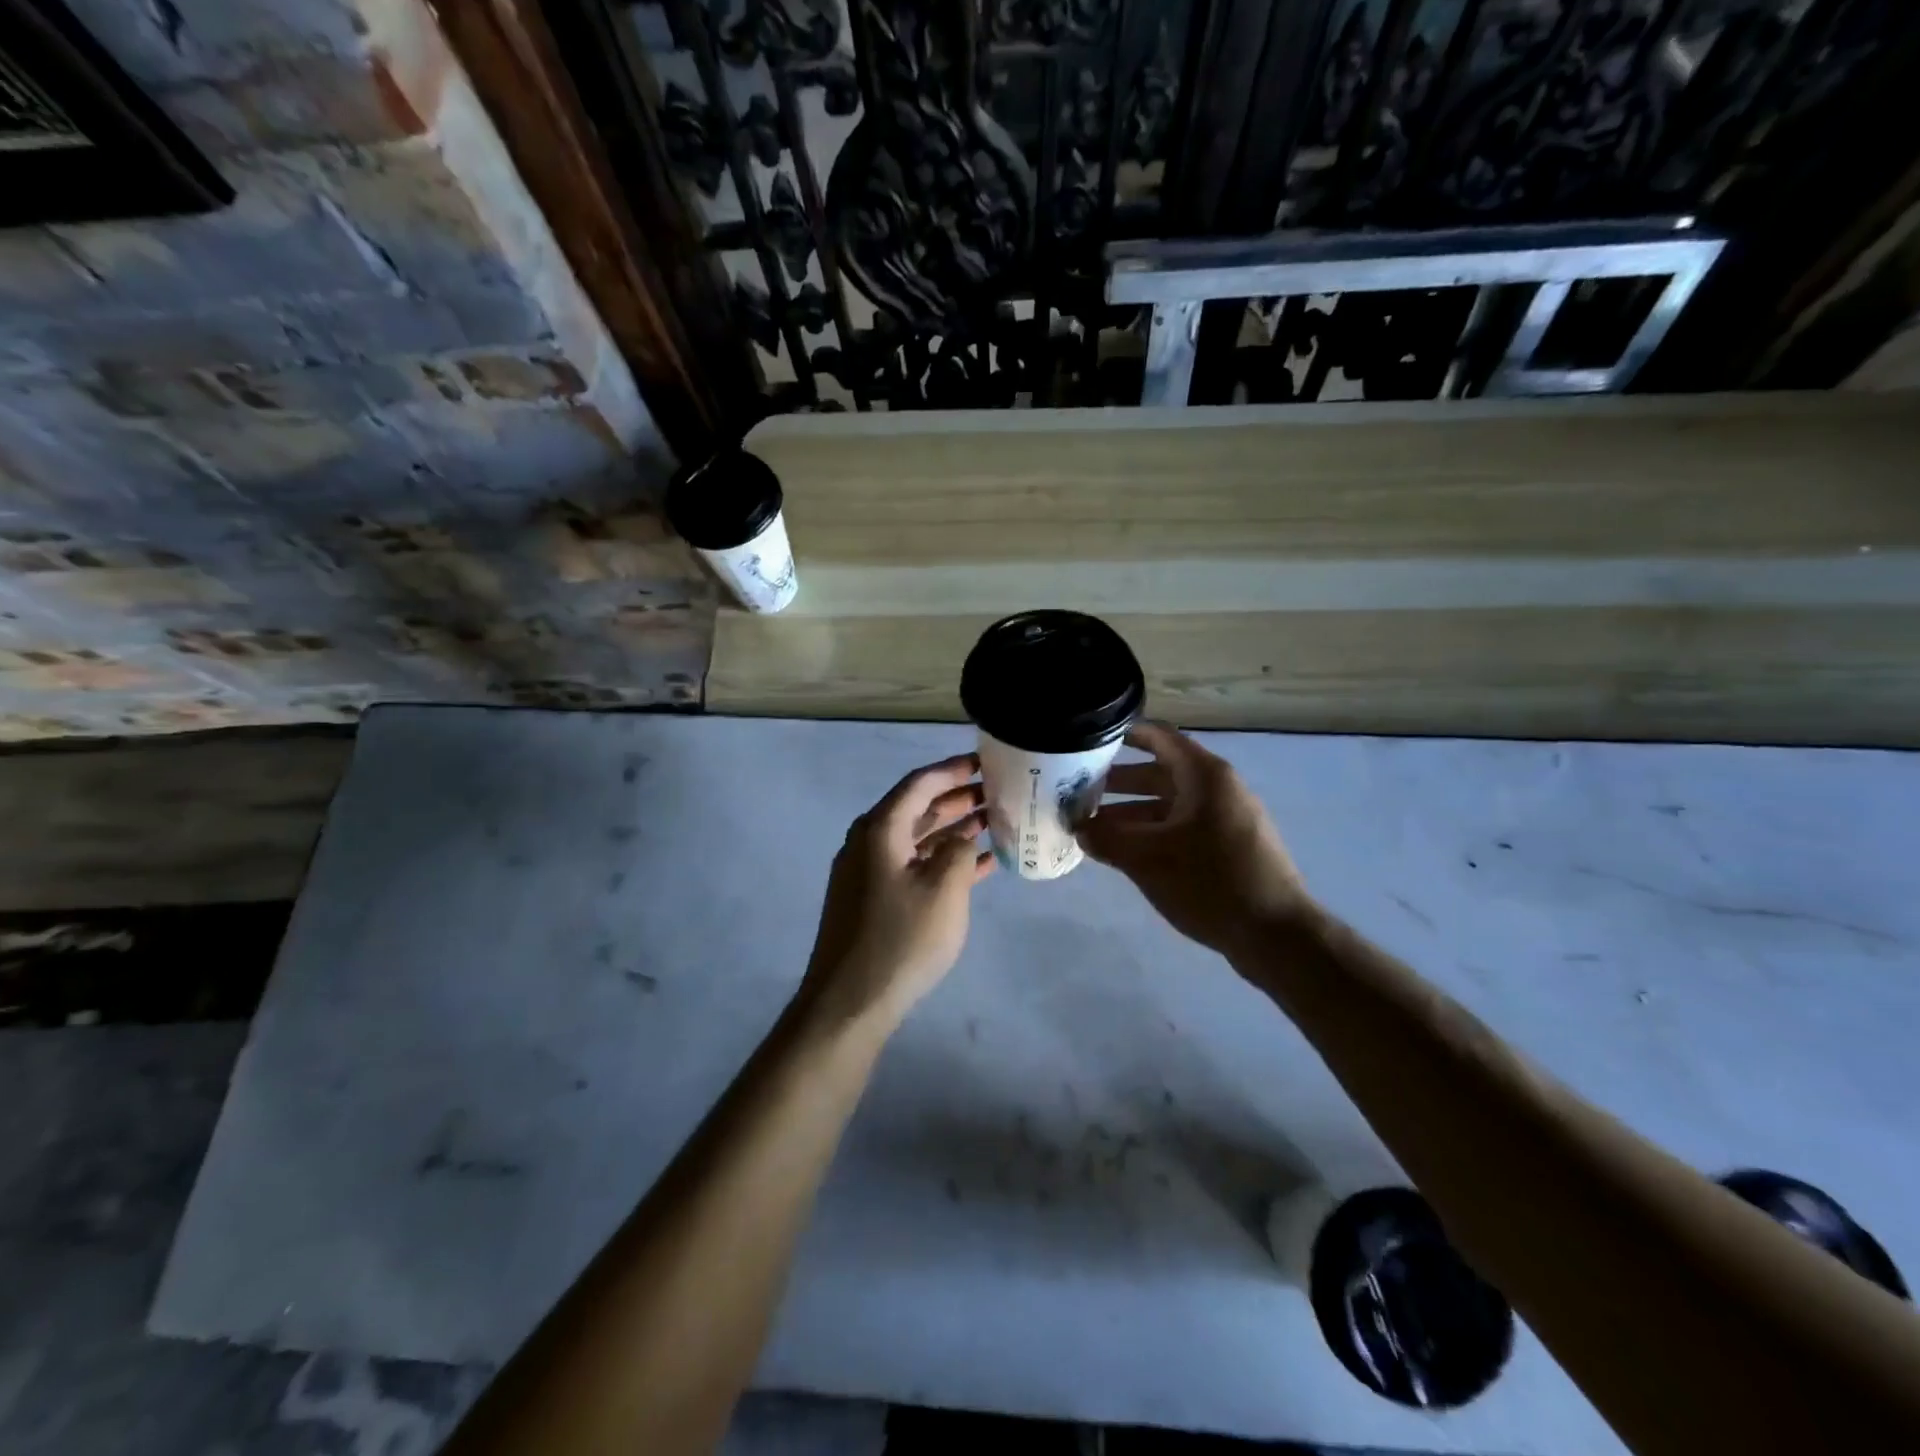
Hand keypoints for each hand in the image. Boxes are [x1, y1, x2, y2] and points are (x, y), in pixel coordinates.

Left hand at [801, 754, 994, 1029]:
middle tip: (997, 792)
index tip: (985, 762)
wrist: (849, 1002)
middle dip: (958, 798)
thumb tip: (963, 836)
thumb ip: (959, 851)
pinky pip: (912, 866)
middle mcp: (869, 842)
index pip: (920, 783)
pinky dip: (942, 861)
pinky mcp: (872, 899)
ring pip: (917, 838)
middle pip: (918, 808)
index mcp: (881, 829)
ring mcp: (868, 872)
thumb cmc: (901, 940)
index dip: (954, 770)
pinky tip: (978, 866)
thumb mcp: (944, 890)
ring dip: (953, 829)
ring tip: (994, 823)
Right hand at [1079, 722, 1311, 957]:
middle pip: (1161, 772)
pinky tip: (1128, 854)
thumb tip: (1079, 828)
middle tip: (1079, 792)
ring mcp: (1228, 818)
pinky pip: (1184, 827)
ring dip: (1133, 812)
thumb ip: (1106, 838)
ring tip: (1095, 829)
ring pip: (1170, 804)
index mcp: (1204, 775)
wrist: (1276, 935)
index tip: (1089, 740)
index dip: (1124, 734)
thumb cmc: (1210, 882)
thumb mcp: (1147, 859)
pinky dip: (1154, 832)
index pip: (1158, 736)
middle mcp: (1218, 788)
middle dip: (1118, 781)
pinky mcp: (1231, 847)